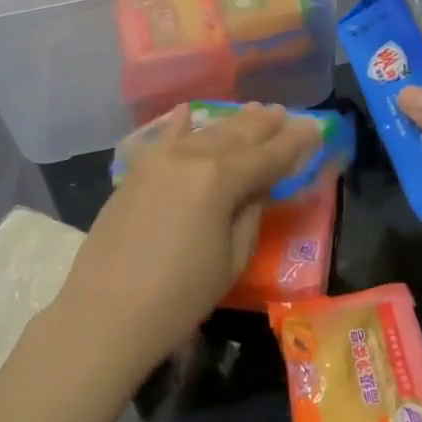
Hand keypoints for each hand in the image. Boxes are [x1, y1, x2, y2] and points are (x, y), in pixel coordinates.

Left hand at [61, 103, 322, 372]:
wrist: (105, 311)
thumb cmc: (179, 296)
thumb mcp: (231, 259)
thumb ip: (250, 213)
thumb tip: (258, 185)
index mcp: (221, 178)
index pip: (269, 155)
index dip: (295, 143)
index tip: (316, 129)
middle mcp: (192, 156)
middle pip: (236, 135)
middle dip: (264, 125)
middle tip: (285, 114)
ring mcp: (159, 159)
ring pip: (205, 132)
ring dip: (232, 122)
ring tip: (254, 110)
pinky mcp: (136, 170)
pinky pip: (164, 138)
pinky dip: (180, 124)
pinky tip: (188, 112)